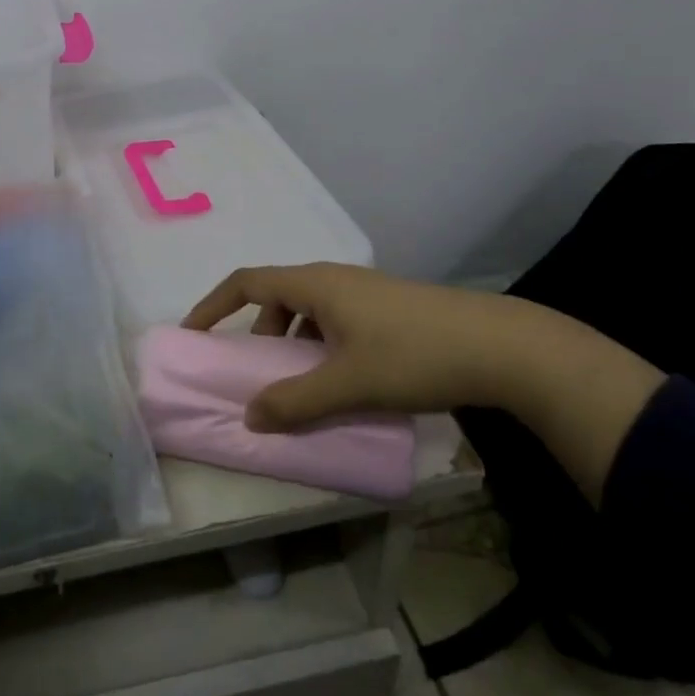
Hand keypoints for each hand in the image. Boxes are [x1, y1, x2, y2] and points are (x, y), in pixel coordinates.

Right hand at [183, 262, 663, 503]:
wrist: (501, 346)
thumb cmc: (414, 356)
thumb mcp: (348, 385)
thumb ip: (295, 402)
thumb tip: (250, 416)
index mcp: (315, 284)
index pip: (246, 281)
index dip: (214, 304)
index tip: (194, 333)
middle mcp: (335, 279)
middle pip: (277, 295)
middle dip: (258, 332)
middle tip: (256, 373)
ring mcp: (365, 292)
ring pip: (309, 310)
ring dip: (292, 342)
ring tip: (301, 384)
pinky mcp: (389, 308)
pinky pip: (335, 320)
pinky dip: (320, 345)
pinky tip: (342, 380)